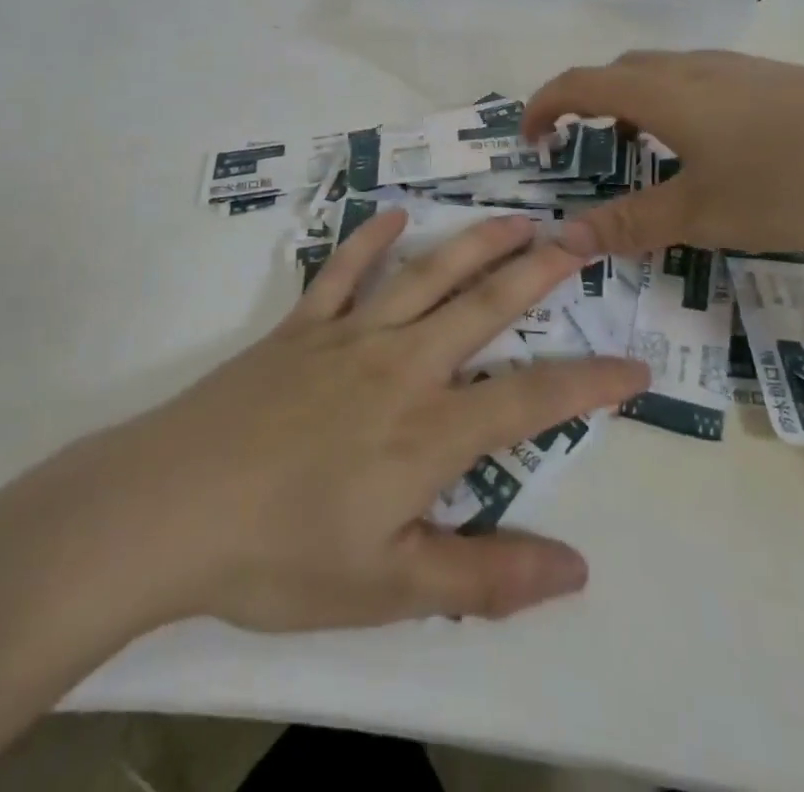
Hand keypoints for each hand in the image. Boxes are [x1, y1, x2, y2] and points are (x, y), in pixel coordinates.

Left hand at [112, 211, 646, 630]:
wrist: (170, 506)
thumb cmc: (280, 556)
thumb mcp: (388, 588)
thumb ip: (484, 577)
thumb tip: (576, 568)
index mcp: (426, 431)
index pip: (528, 401)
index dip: (587, 384)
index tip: (633, 369)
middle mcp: (399, 366)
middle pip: (482, 309)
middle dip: (537, 275)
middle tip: (578, 242)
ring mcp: (347, 337)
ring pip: (424, 276)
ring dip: (474, 244)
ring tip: (514, 219)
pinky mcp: (300, 327)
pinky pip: (342, 272)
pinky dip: (370, 240)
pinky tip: (393, 215)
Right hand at [524, 50, 803, 258]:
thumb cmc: (789, 180)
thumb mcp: (701, 213)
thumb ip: (629, 223)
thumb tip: (563, 238)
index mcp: (662, 93)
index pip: (579, 84)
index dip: (543, 107)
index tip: (530, 140)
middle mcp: (692, 67)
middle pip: (618, 71)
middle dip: (587, 103)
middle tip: (583, 146)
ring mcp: (737, 68)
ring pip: (663, 72)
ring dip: (634, 103)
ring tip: (644, 150)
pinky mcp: (774, 78)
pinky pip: (701, 80)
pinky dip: (676, 104)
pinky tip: (711, 146)